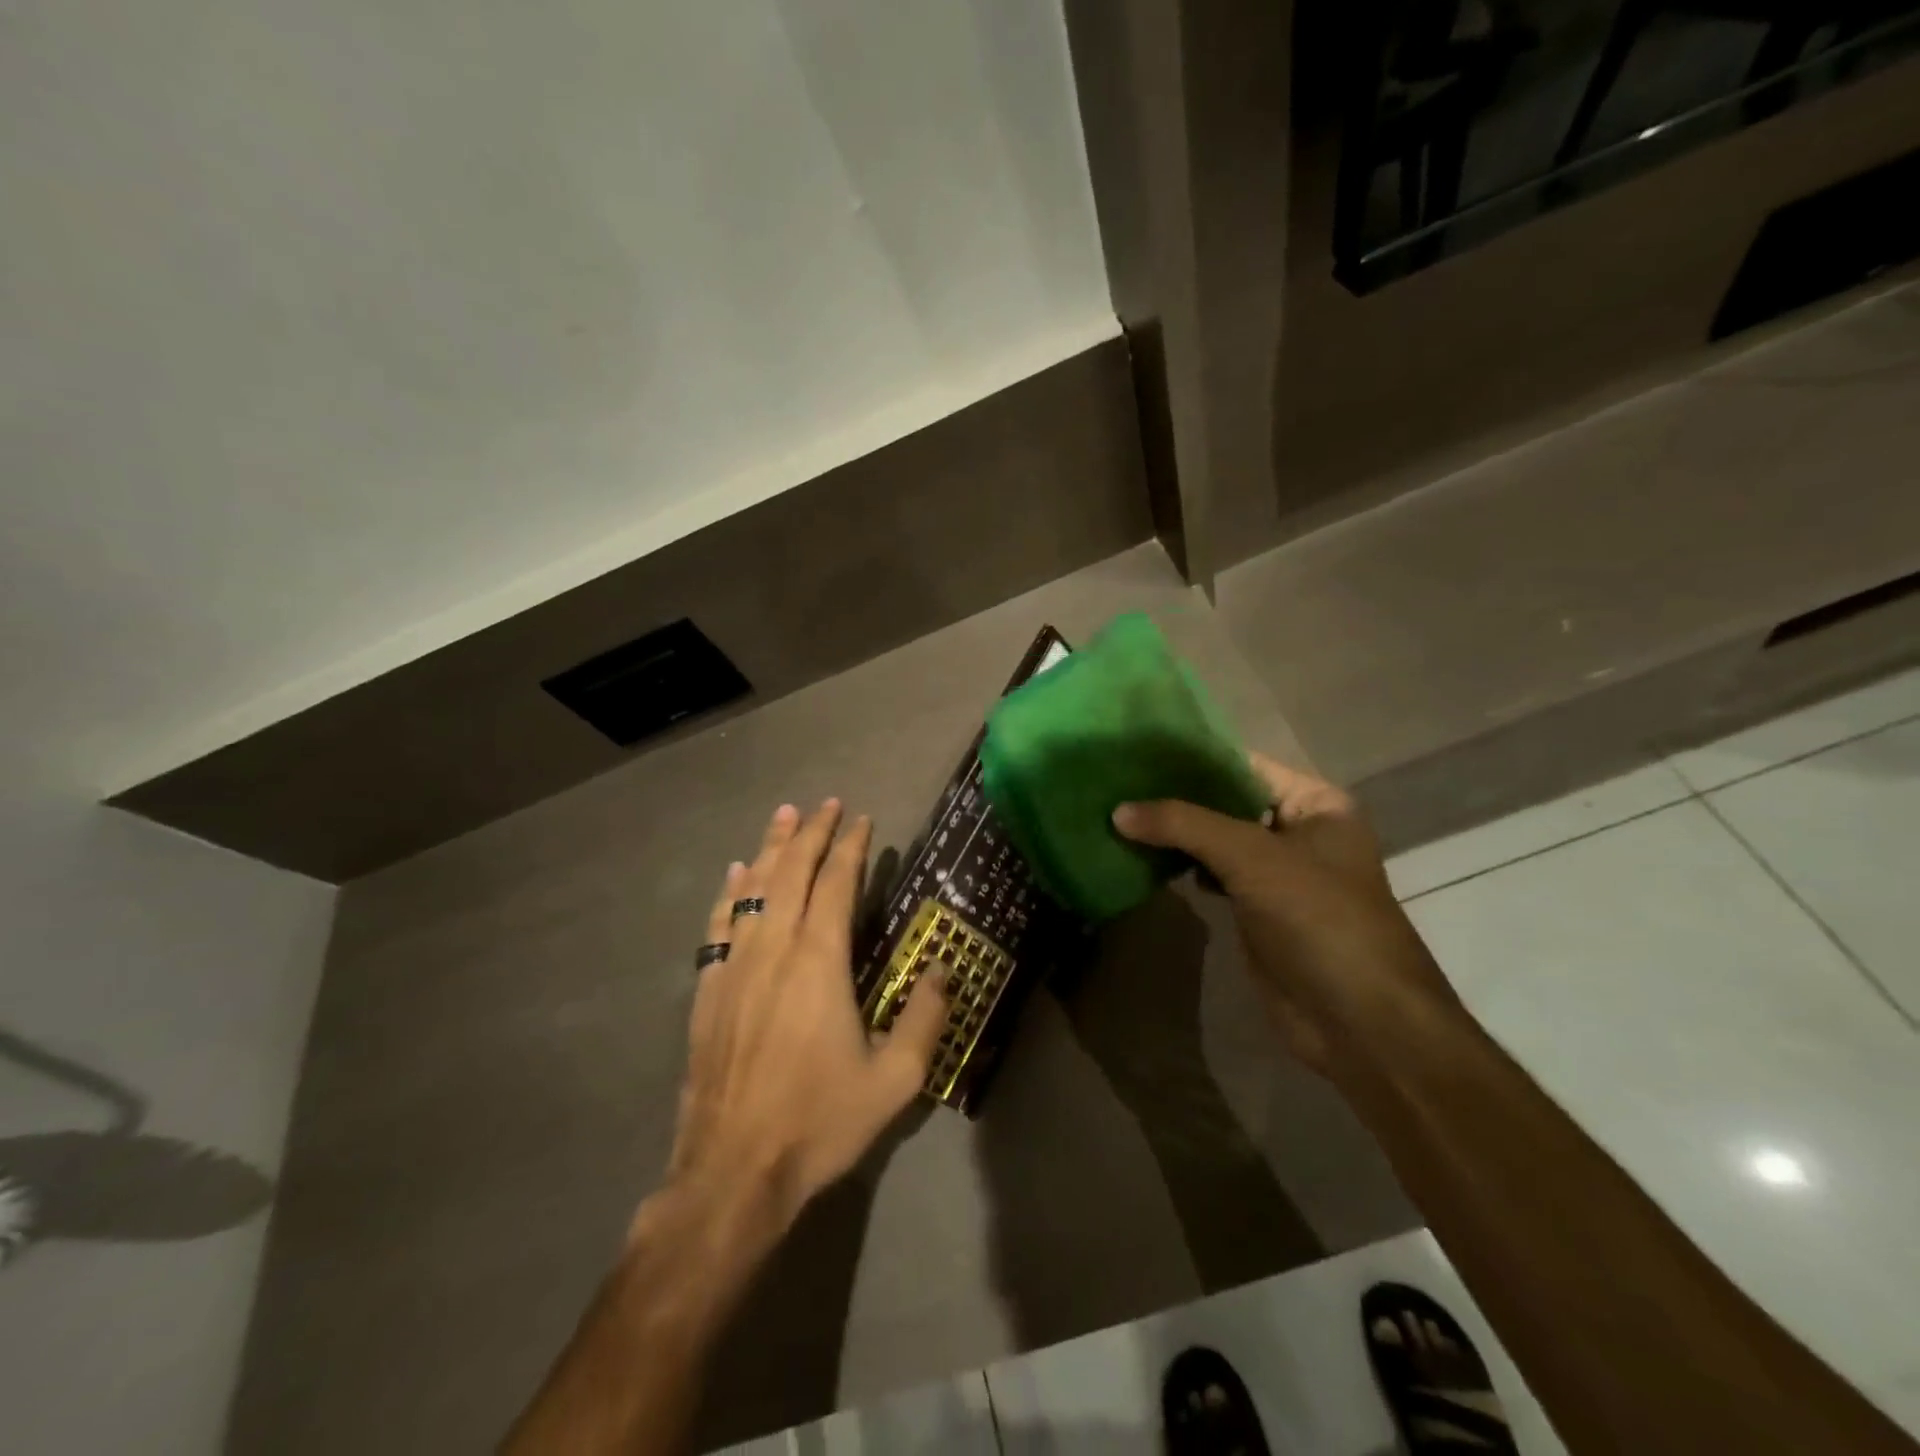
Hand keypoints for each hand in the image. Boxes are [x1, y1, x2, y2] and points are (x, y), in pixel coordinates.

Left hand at [663, 800, 948, 1238]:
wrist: (732, 1171)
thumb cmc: (819, 1121)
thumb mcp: (894, 1080)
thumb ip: (925, 1019)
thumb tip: (945, 970)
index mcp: (819, 962)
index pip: (837, 885)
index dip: (850, 847)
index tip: (861, 818)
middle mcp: (775, 949)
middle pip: (792, 873)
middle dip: (811, 833)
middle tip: (825, 803)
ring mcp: (736, 967)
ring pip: (753, 889)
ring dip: (770, 848)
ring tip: (783, 815)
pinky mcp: (709, 991)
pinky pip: (719, 925)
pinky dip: (729, 893)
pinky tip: (733, 875)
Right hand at [1112, 753, 1461, 1079]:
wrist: (1360, 1023)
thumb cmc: (1319, 920)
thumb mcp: (1253, 858)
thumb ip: (1184, 825)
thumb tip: (1118, 811)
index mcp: (1315, 804)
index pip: (1243, 765)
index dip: (1192, 758)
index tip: (1135, 751)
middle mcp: (1298, 831)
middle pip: (1225, 802)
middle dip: (1175, 797)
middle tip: (1115, 783)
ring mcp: (1277, 874)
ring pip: (1214, 841)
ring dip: (1173, 834)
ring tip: (1117, 814)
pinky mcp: (1256, 910)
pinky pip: (1211, 875)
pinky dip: (1180, 867)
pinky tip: (1141, 857)